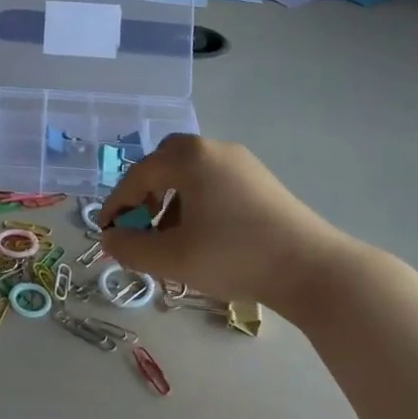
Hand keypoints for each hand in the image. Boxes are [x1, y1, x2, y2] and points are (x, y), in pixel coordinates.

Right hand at [99, 134, 357, 306]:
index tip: (106, 230)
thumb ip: (131, 248)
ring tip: (171, 237)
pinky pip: (214, 181)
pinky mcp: (261, 181)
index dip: (117, 203)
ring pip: (191, 172)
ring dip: (171, 199)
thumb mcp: (173, 258)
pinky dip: (196, 201)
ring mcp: (242, 163)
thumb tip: (111, 238)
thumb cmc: (234, 256)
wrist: (311, 269)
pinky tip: (203, 234)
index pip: (139, 175)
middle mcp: (214, 149)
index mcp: (190, 158)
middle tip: (140, 223)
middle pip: (166, 162)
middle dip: (146, 192)